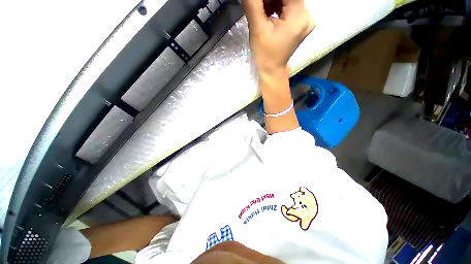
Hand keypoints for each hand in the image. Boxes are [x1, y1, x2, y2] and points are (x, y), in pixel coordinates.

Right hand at [243, 0, 314, 75]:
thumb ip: (253, 4)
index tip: (258, 2)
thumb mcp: (257, 29)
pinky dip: (277, 6)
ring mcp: (305, 19)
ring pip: (287, 0)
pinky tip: (267, 14)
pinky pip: (289, 7)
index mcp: (299, 16)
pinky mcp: (300, 23)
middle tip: (257, 6)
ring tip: (261, 11)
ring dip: (272, 1)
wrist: (272, 71)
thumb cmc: (265, 55)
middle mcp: (307, 15)